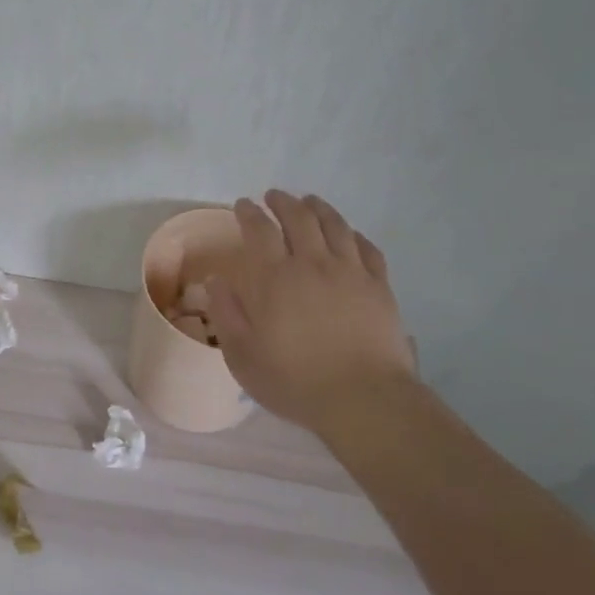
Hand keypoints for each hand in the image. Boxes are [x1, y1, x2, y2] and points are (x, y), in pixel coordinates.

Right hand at [206, 191, 416, 432]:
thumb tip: (216, 281)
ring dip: (319, 208)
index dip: (249, 213)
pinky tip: (349, 234)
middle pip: (299, 218)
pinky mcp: (379, 286)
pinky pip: (366, 248)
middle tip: (274, 196)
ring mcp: (351, 272)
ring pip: (335, 225)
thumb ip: (226, 314)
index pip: (259, 230)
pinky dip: (353, 234)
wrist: (363, 398)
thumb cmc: (294, 380)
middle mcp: (313, 264)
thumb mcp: (242, 355)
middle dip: (283, 202)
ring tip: (310, 201)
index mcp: (275, 278)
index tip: (243, 205)